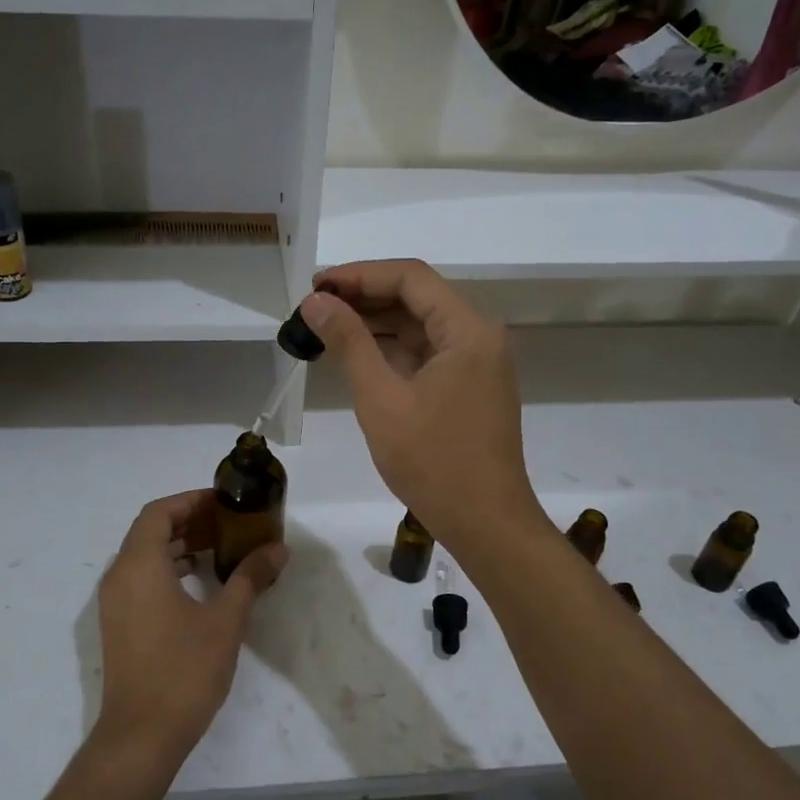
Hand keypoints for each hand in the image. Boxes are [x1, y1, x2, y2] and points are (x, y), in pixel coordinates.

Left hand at [92, 490, 286, 776]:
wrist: (140, 736)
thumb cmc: (183, 671)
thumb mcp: (225, 620)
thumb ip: (250, 577)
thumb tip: (278, 549)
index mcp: (139, 565)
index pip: (160, 512)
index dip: (192, 501)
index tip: (226, 503)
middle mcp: (119, 576)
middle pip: (152, 530)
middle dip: (191, 521)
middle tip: (231, 524)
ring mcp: (115, 602)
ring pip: (146, 555)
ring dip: (181, 545)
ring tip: (223, 548)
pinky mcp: (119, 624)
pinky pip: (142, 578)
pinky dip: (170, 568)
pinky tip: (202, 582)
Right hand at [301, 259, 543, 556]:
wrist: (486, 524)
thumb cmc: (434, 462)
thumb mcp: (382, 399)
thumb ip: (349, 343)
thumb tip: (316, 302)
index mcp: (468, 330)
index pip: (410, 278)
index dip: (359, 275)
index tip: (315, 286)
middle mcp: (479, 336)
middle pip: (416, 297)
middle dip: (364, 297)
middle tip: (313, 307)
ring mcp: (477, 362)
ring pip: (420, 325)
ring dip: (375, 324)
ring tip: (325, 327)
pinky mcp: (470, 386)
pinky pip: (427, 353)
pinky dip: (392, 350)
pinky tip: (356, 354)